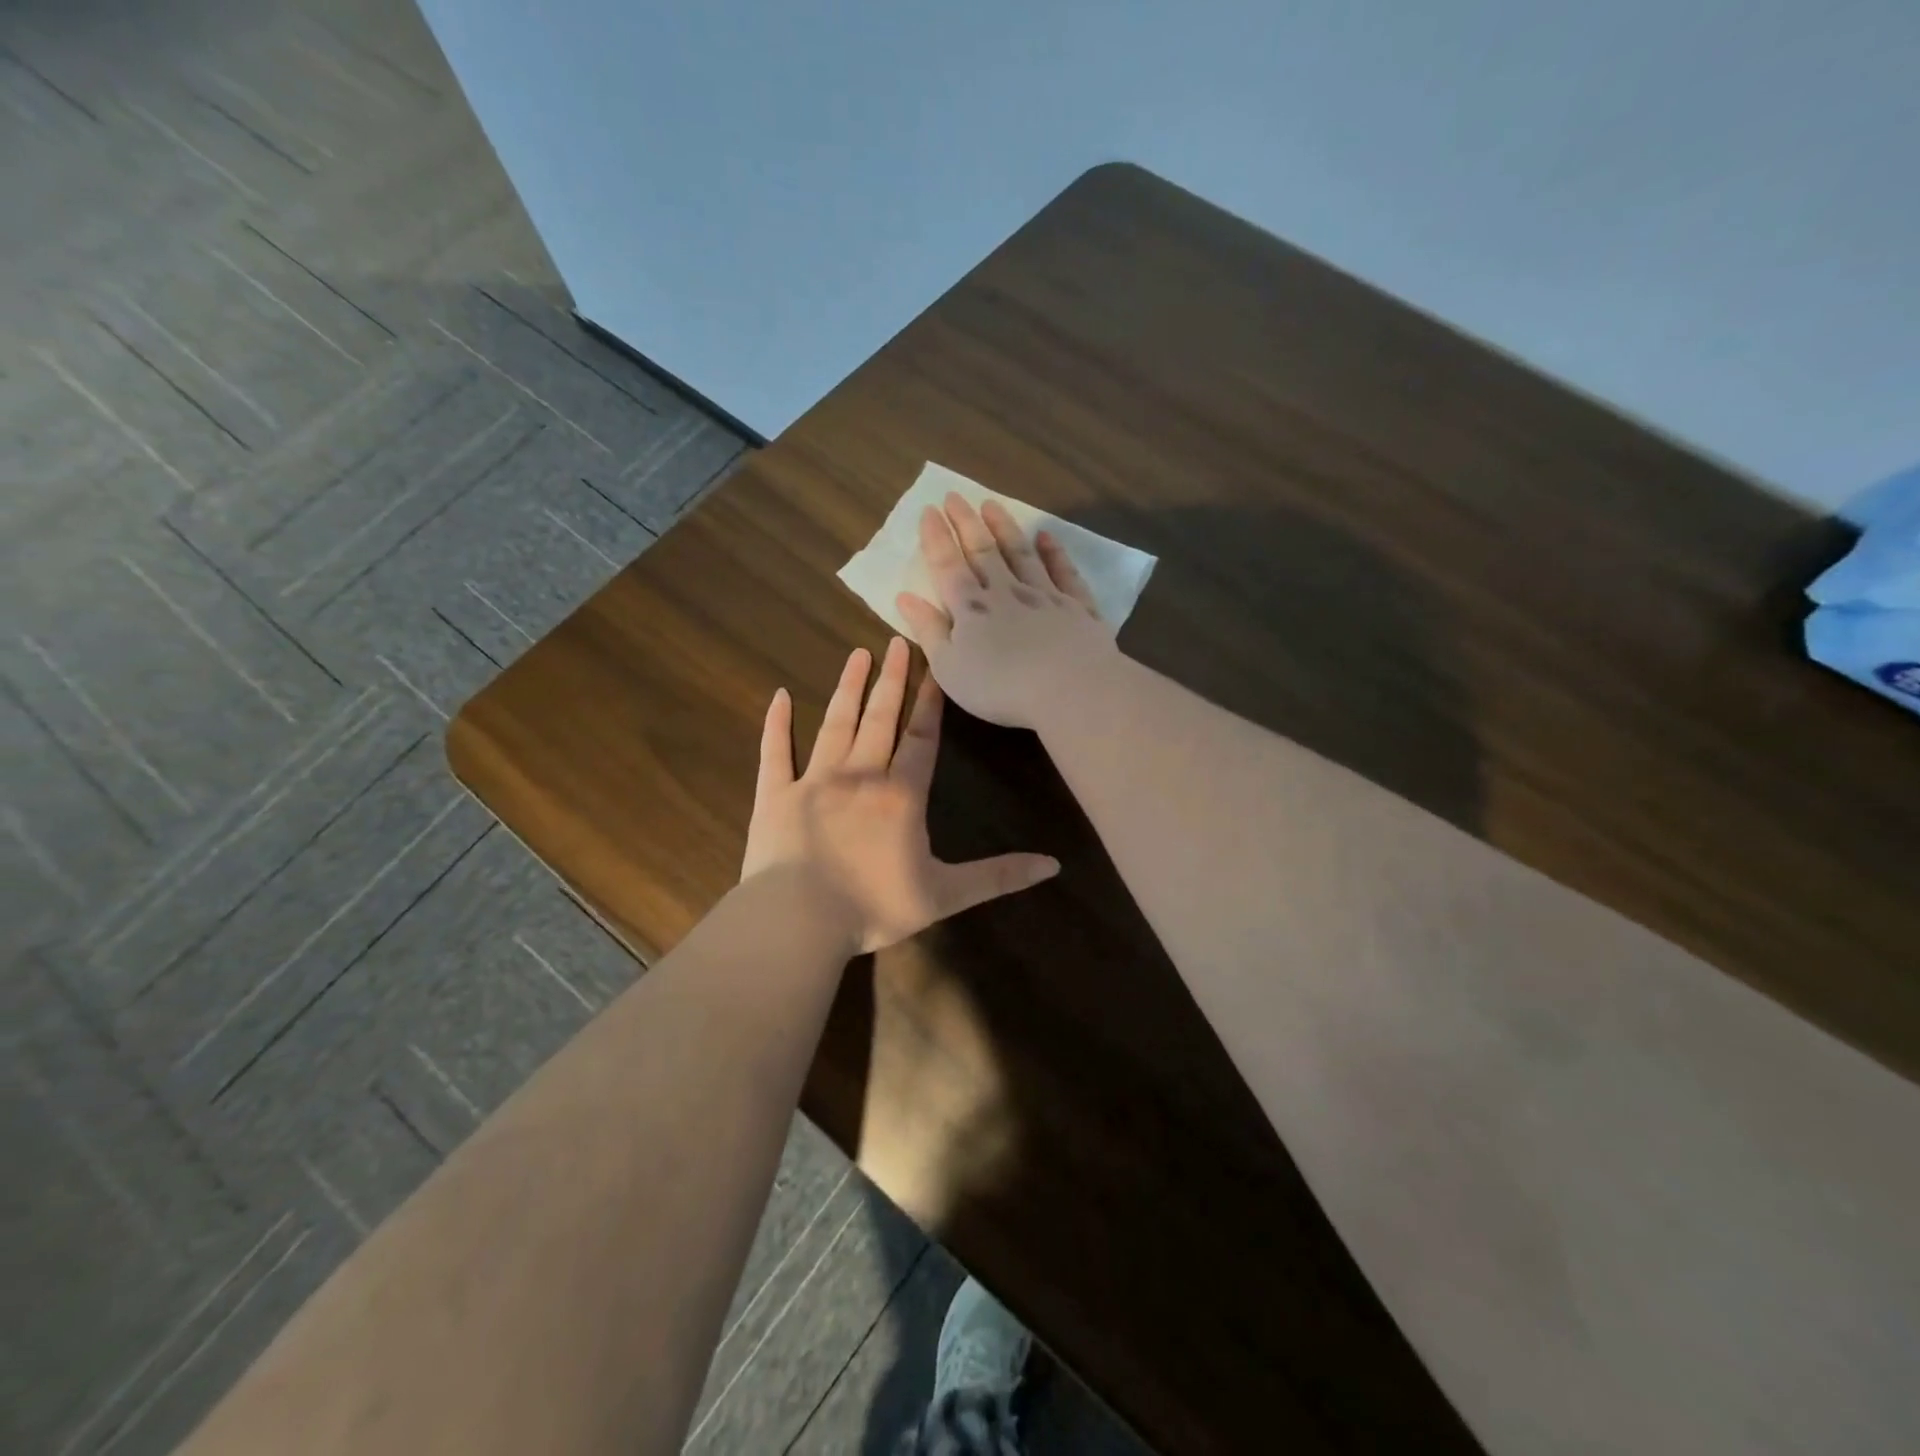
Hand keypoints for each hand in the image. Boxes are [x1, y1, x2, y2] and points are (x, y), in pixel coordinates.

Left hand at [741, 636, 1059, 954]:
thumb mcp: (946, 895)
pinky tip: (779, 696)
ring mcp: (814, 781)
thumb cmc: (873, 907)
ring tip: (857, 654)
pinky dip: (777, 723)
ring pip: (835, 724)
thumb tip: (1054, 865)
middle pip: (879, 718)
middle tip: (896, 640)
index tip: (935, 665)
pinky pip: (776, 752)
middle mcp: (860, 776)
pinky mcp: (775, 795)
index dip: (930, 702)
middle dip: (891, 679)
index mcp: (901, 796)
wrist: (798, 921)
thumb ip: (998, 876)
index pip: (921, 738)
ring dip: (848, 688)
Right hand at [896, 495, 1118, 729]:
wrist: (1069, 688)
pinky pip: (1064, 573)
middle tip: (955, 496)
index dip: (936, 538)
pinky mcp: (1077, 608)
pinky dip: (1055, 553)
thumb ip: (928, 630)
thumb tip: (905, 597)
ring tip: (992, 504)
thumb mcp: (949, 667)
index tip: (929, 510)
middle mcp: (1006, 592)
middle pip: (983, 551)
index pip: (948, 566)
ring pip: (1021, 554)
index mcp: (971, 609)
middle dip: (966, 523)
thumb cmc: (999, 687)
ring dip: (1005, 528)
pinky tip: (1047, 538)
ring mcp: (1045, 596)